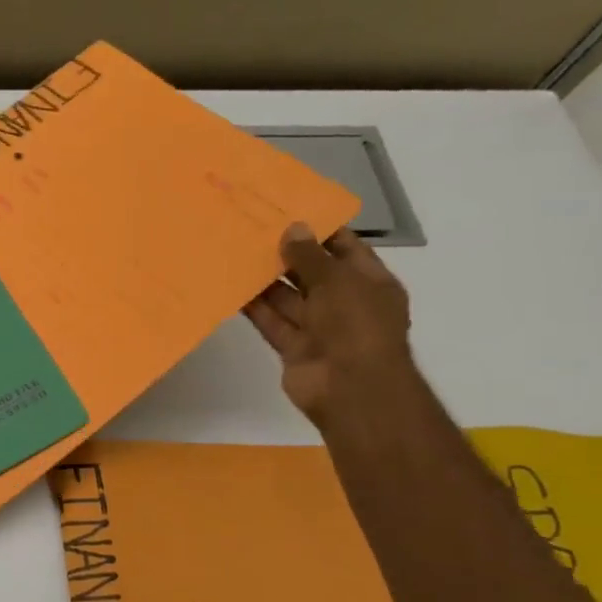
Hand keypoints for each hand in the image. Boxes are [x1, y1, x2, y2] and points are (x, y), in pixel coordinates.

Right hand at [243, 224, 412, 426]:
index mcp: (369, 283)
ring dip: (265, 281)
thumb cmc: (356, 325)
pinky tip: (232, 289)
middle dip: (287, 255)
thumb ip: (311, 256)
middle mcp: (345, 302)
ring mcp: (319, 327)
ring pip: (288, 298)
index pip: (345, 249)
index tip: (288, 213)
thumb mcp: (337, 281)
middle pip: (312, 273)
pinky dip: (255, 308)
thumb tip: (293, 228)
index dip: (320, 231)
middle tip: (253, 232)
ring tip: (235, 256)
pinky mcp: (293, 347)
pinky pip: (272, 322)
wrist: (351, 388)